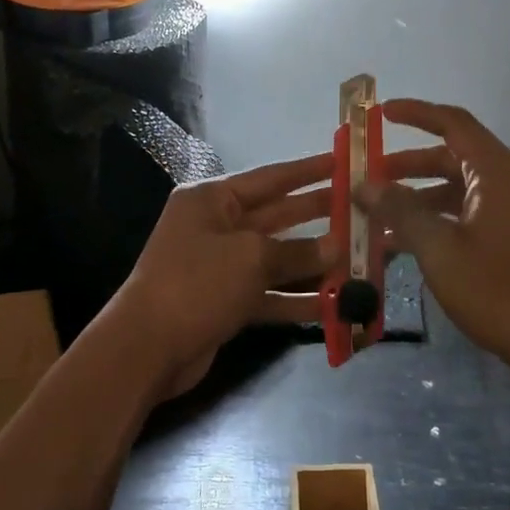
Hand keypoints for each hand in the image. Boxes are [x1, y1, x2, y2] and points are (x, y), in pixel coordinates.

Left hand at [107, 153, 337, 400]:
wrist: (146, 348)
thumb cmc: (197, 283)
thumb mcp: (251, 258)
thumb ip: (297, 251)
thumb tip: (337, 248)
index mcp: (213, 199)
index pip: (270, 177)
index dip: (309, 170)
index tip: (343, 161)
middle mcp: (217, 226)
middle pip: (277, 216)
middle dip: (318, 215)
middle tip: (362, 209)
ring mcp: (221, 266)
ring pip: (277, 258)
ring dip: (315, 262)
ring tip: (360, 258)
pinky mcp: (227, 301)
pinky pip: (270, 292)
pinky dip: (298, 298)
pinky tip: (336, 304)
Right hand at [357, 99, 509, 373]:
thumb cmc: (498, 290)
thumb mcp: (439, 249)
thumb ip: (401, 210)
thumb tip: (365, 185)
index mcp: (496, 171)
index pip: (453, 123)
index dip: (416, 113)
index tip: (380, 113)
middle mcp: (509, 181)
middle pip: (452, 157)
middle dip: (408, 165)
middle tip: (369, 177)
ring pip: (459, 188)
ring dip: (420, 197)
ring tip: (380, 216)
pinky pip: (470, 213)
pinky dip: (439, 219)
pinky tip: (408, 244)